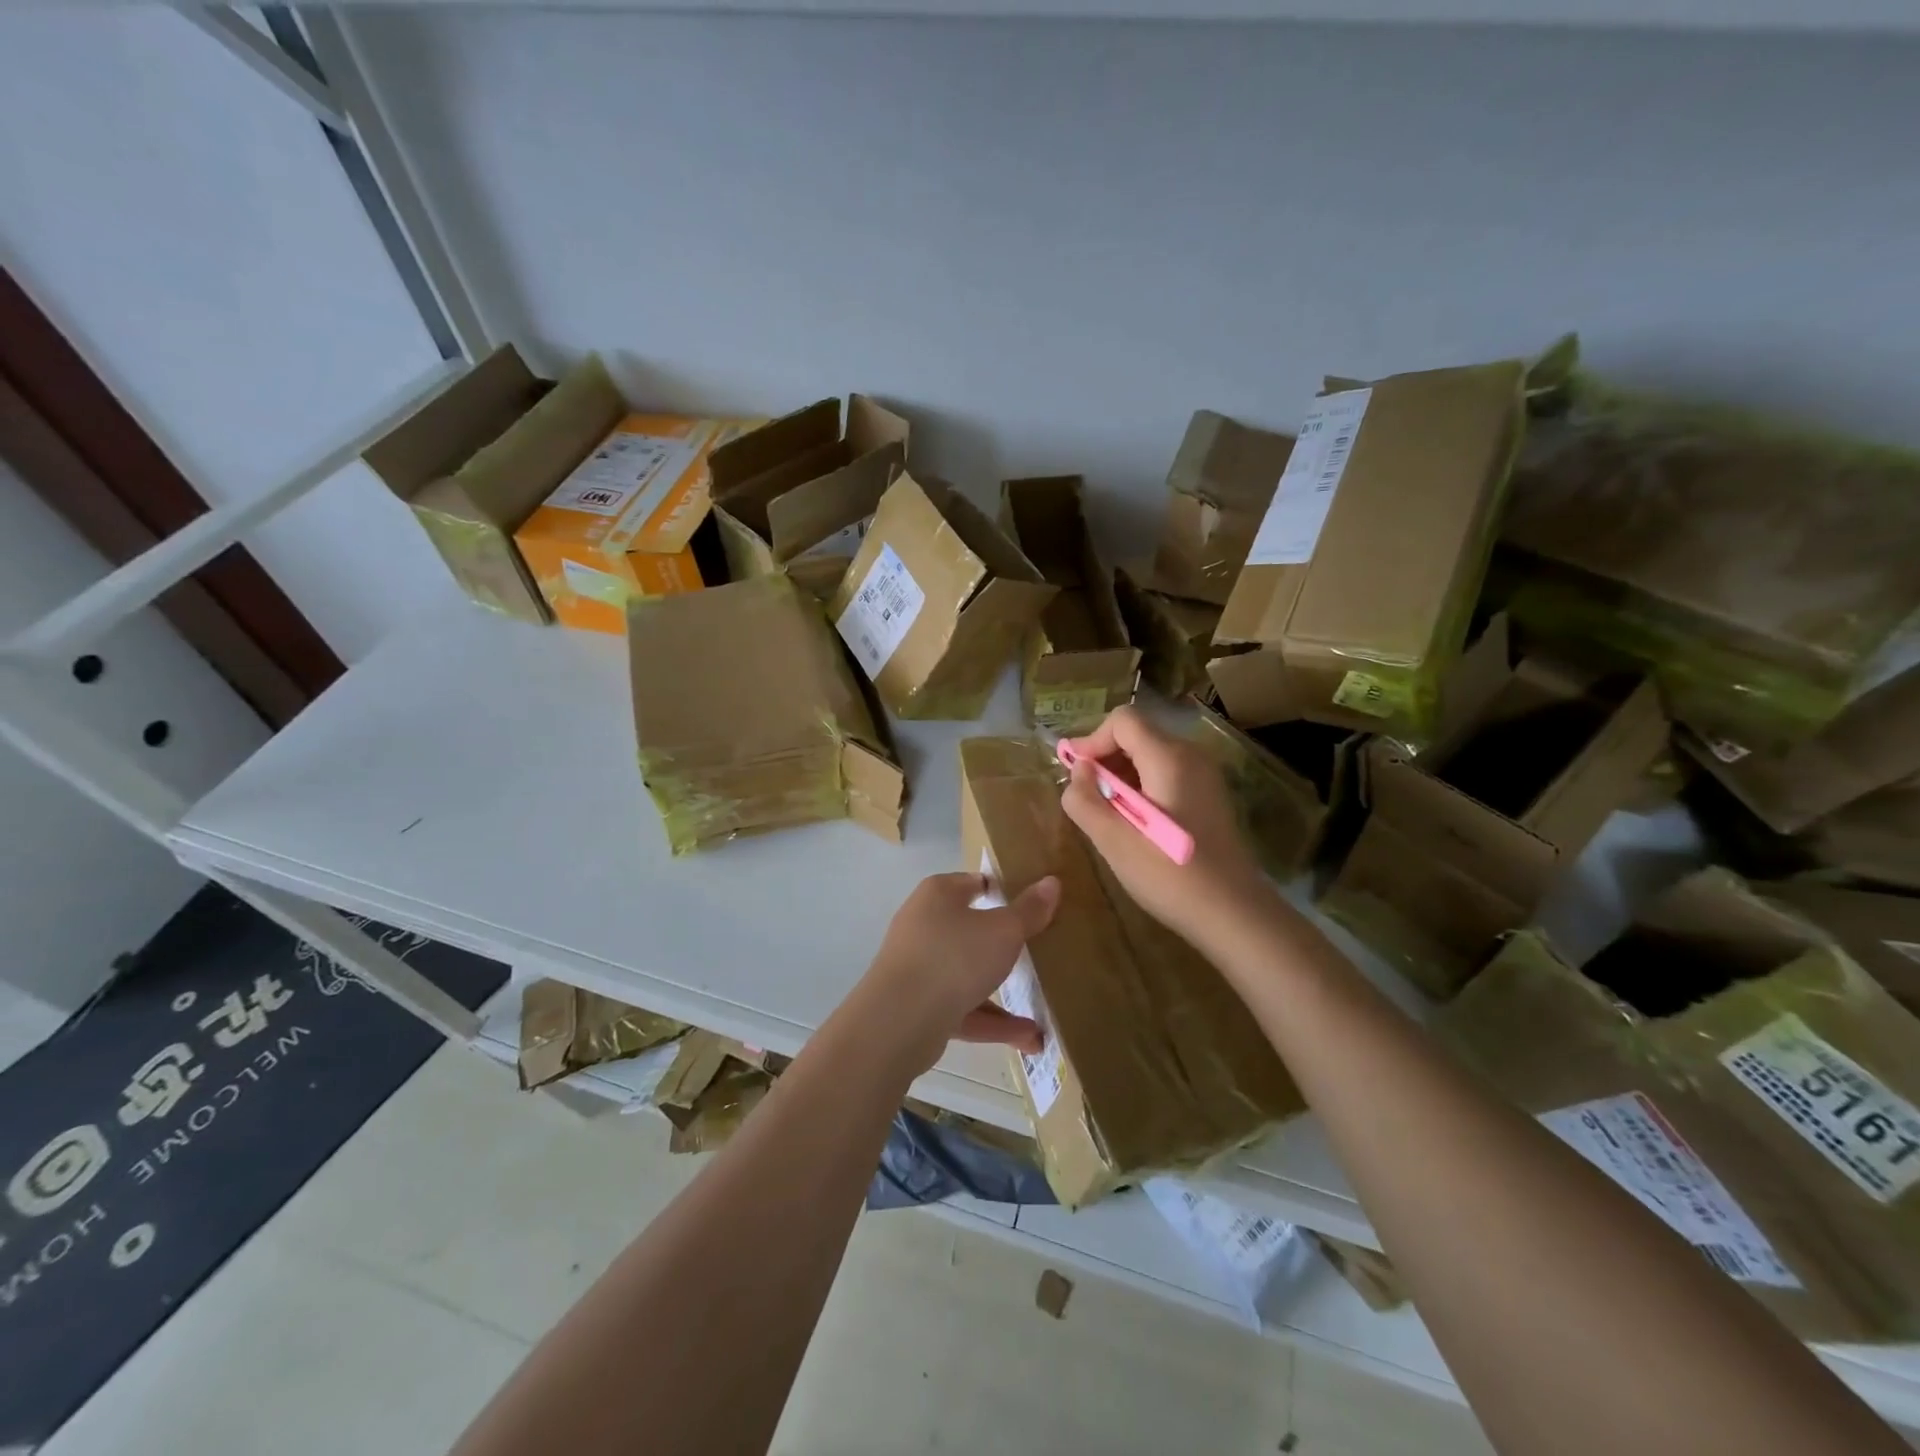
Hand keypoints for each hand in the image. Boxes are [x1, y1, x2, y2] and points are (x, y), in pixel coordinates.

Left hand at [855, 871, 1060, 1073]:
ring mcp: (918, 967)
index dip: (1001, 891)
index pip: (973, 883)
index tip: (1031, 906)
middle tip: (1035, 954)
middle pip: (969, 930)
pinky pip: (962, 1009)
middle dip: (1001, 946)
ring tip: (1039, 1016)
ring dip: (1001, 995)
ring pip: (966, 975)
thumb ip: (1029, 910)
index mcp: (938, 895)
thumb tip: (1052, 882)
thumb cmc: (954, 956)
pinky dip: (992, 1022)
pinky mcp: (918, 1006)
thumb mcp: (1003, 931)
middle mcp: (923, 925)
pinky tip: (1029, 1039)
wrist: (899, 1019)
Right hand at [1060, 705, 1268, 945]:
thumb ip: (1084, 799)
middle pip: (1138, 735)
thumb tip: (1078, 769)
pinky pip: (1166, 774)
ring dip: (1122, 775)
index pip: (1123, 720)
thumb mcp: (1114, 840)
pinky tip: (1134, 823)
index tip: (1075, 774)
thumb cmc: (1170, 875)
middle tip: (1086, 797)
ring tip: (1106, 813)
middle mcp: (1191, 756)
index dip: (1092, 740)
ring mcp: (1205, 776)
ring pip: (1151, 755)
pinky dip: (1142, 787)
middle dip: (1105, 758)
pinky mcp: (1209, 797)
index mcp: (1169, 758)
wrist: (1234, 914)